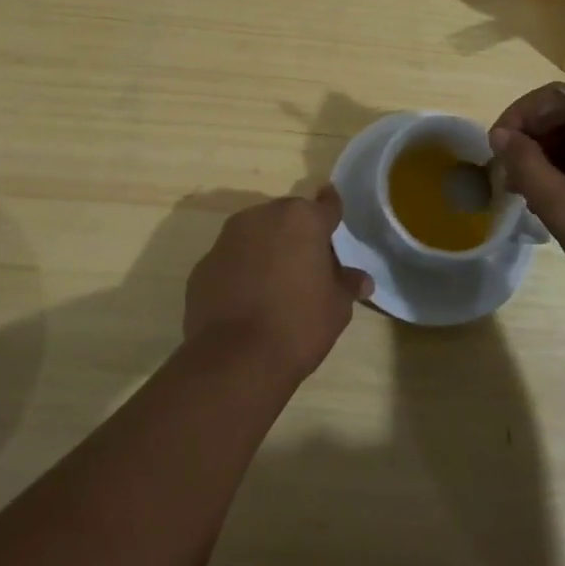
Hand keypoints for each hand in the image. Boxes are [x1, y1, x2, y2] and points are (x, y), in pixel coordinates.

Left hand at [184, 188, 373, 383]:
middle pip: (288, 217)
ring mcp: (228, 238)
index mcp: (302, 219)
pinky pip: (231, 260)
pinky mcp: (203, 264)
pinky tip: (246, 301)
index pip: (326, 205)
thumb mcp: (336, 308)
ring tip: (275, 285)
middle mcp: (263, 216)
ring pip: (255, 234)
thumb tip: (361, 279)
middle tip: (307, 265)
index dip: (332, 211)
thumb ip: (347, 284)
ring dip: (266, 249)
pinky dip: (240, 271)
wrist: (234, 360)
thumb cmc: (298, 325)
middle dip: (297, 234)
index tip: (334, 215)